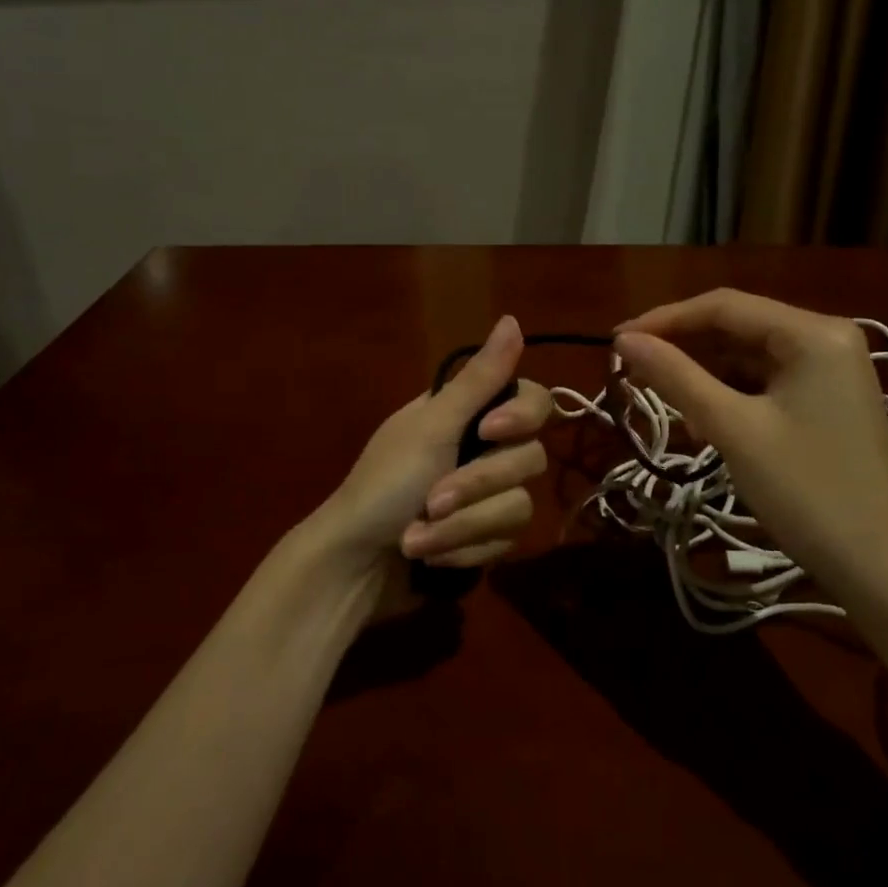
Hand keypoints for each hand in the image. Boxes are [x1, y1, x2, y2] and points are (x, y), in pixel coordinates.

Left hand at [318, 315, 553, 616]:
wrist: (354, 567)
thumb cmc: (383, 485)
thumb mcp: (431, 427)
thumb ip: (479, 379)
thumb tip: (512, 319)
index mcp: (467, 413)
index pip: (533, 400)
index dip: (521, 417)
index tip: (488, 432)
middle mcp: (483, 449)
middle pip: (529, 459)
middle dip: (476, 487)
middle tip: (431, 499)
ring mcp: (487, 497)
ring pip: (519, 508)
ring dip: (462, 527)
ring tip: (416, 539)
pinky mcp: (486, 539)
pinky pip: (504, 543)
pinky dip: (462, 550)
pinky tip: (429, 558)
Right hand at [614, 290, 887, 603]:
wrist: (884, 570)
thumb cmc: (807, 492)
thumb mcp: (733, 429)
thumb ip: (676, 377)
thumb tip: (623, 341)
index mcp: (813, 333)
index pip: (723, 306)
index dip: (663, 320)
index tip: (614, 343)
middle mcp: (826, 339)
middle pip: (735, 328)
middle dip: (682, 349)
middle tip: (630, 373)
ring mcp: (829, 372)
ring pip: (746, 358)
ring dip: (702, 377)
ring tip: (665, 406)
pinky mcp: (826, 402)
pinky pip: (763, 383)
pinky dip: (728, 397)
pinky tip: (703, 426)